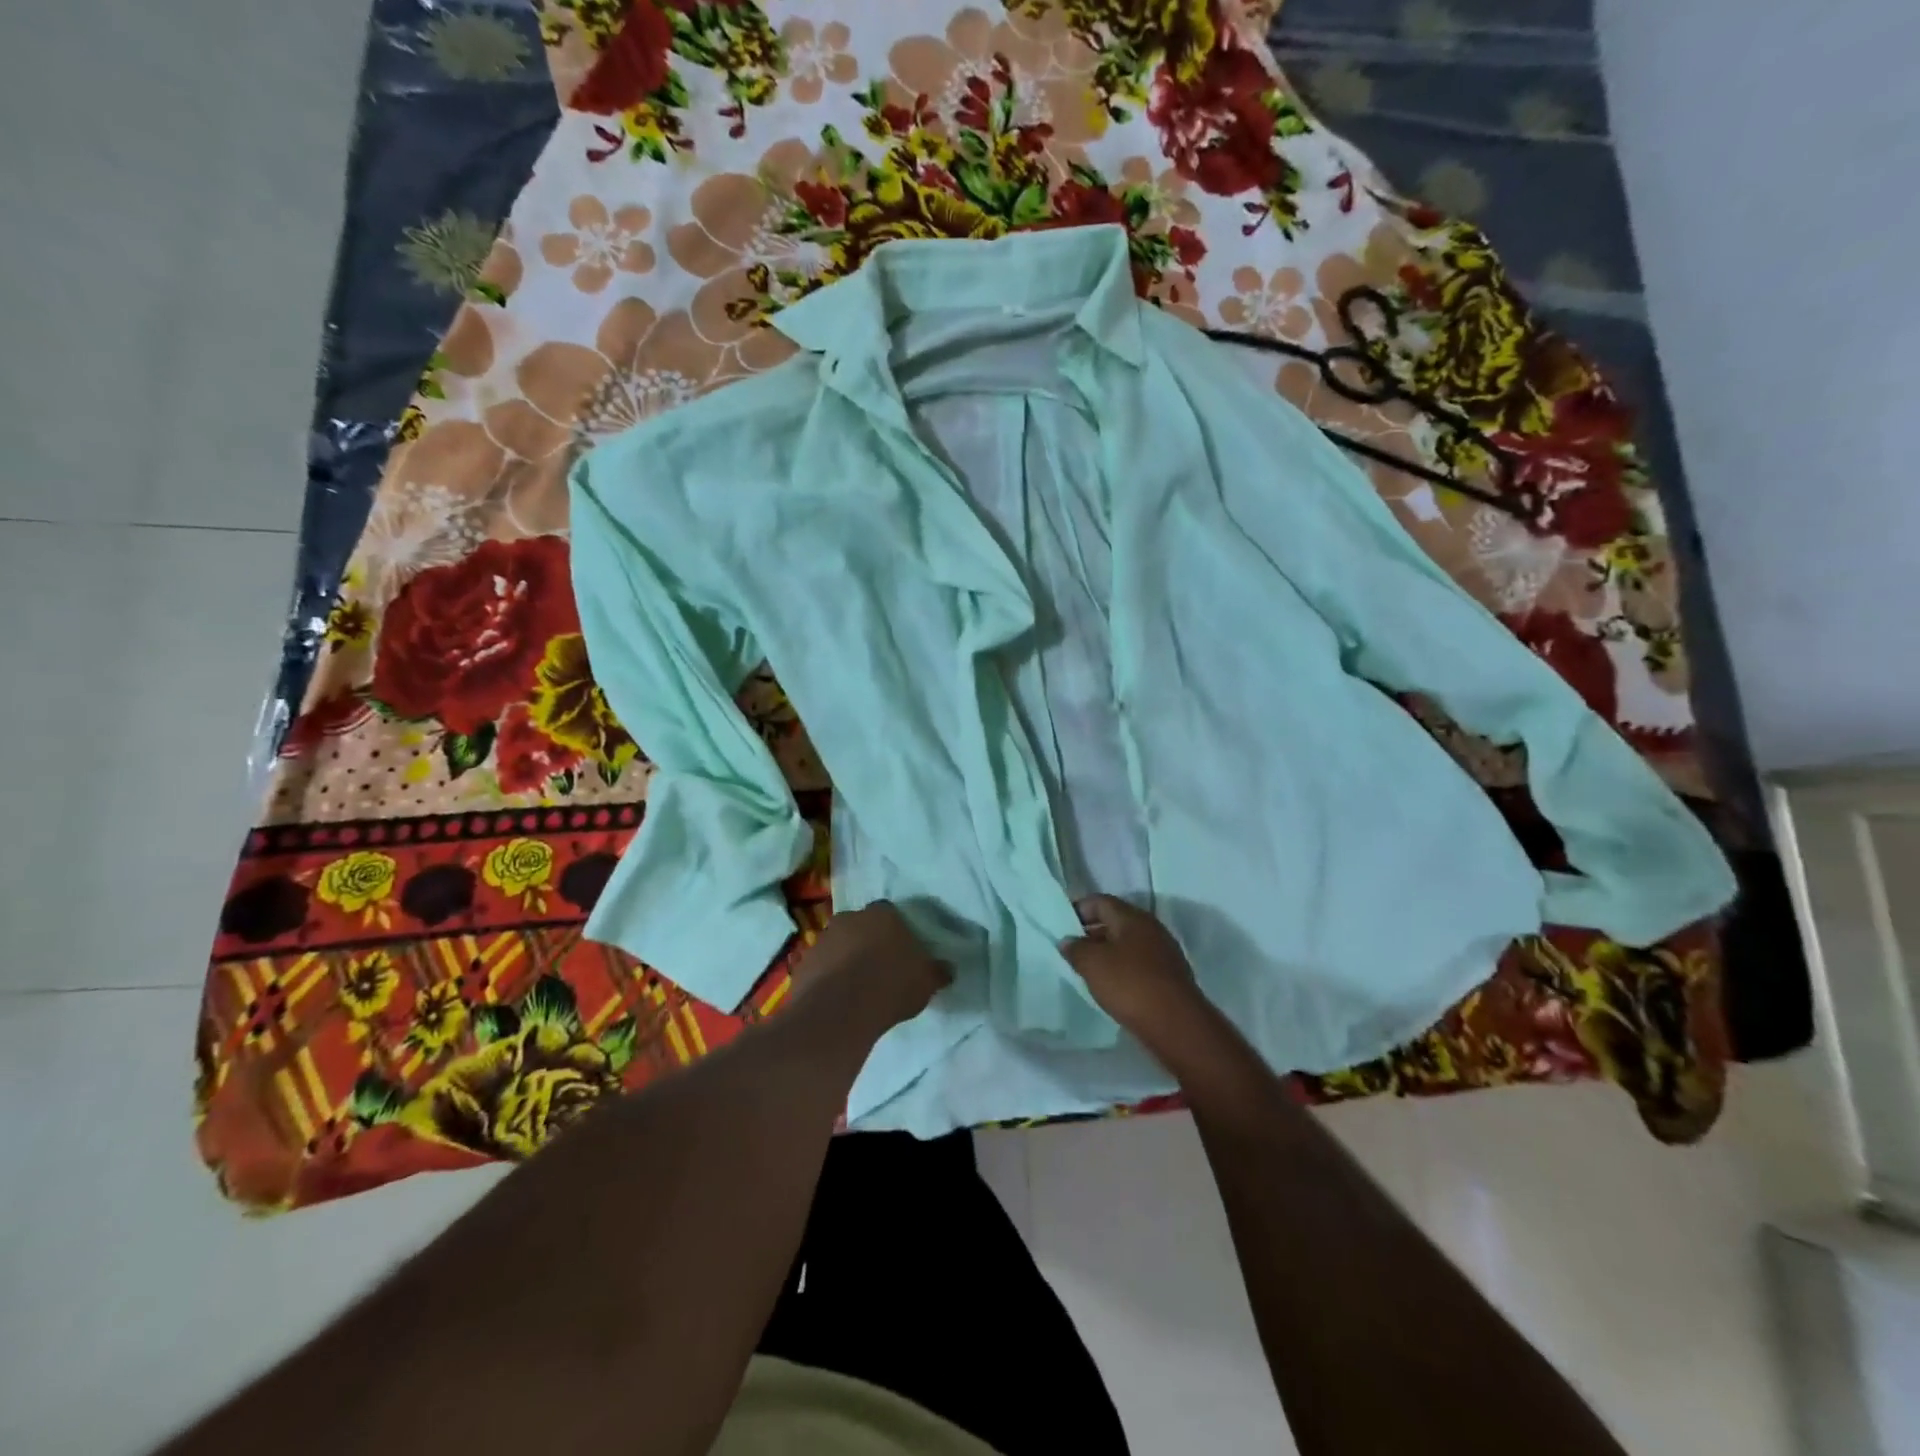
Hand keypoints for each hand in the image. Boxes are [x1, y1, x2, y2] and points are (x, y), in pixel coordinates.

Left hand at [793, 901, 948, 1034]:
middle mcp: (850, 917)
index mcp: (883, 914)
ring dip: (846, 959)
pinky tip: (839, 999)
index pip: (891, 914)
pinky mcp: (803, 962)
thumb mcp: (926, 982)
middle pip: (862, 926)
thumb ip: (937, 971)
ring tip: (858, 988)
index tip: (902, 953)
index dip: (896, 933)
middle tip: (880, 969)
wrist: (838, 1011)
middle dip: (868, 943)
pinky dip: (829, 977)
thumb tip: (947, 969)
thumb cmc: (890, 986)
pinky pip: (821, 966)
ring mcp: (823, 938)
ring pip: (839, 945)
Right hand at [1060, 895, 1217, 1068]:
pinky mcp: (1170, 977)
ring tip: (1087, 969)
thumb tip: (1067, 940)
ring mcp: (1164, 953)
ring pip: (1128, 944)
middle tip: (1071, 948)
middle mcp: (1152, 928)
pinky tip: (1111, 986)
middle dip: (1091, 932)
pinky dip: (1122, 969)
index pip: (1100, 901)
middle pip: (1116, 921)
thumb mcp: (1092, 964)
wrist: (1176, 1025)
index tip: (1060, 925)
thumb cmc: (1130, 985)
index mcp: (1133, 917)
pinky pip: (1139, 964)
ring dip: (1107, 952)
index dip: (1078, 909)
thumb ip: (1075, 949)